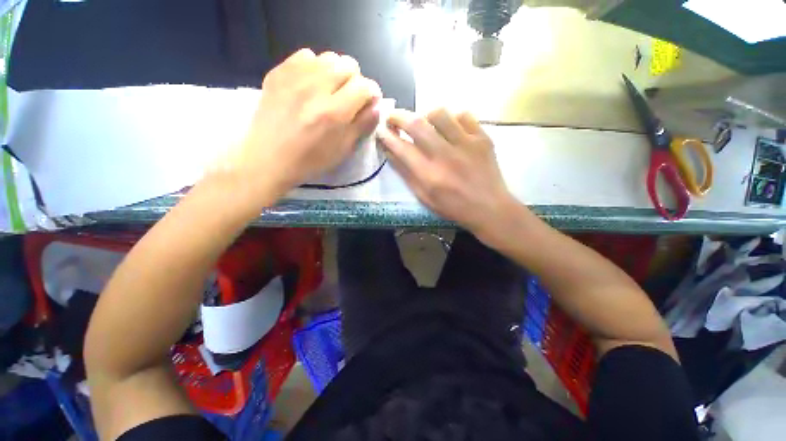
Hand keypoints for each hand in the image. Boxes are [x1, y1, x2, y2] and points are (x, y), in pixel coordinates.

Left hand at [212, 48, 381, 202]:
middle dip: (355, 81)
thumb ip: (362, 125)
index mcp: (334, 112)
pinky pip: (305, 55)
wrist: (269, 158)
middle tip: (349, 97)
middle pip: (348, 64)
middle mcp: (316, 88)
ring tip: (330, 90)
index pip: (364, 86)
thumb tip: (376, 106)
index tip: (369, 103)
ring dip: (336, 72)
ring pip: (328, 57)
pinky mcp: (278, 73)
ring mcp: (294, 77)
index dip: (372, 93)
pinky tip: (311, 84)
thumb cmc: (311, 160)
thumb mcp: (343, 150)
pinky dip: (314, 67)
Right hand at [378, 108, 517, 234]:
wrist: (489, 208)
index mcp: (429, 175)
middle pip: (416, 124)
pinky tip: (451, 129)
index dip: (387, 136)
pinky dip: (452, 118)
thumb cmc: (453, 207)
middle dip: (399, 116)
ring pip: (439, 113)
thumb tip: (391, 152)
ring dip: (426, 115)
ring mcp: (466, 144)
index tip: (381, 130)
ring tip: (425, 124)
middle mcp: (445, 156)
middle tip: (393, 117)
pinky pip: (463, 115)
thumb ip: (407, 174)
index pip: (401, 148)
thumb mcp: (425, 197)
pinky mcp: (482, 138)